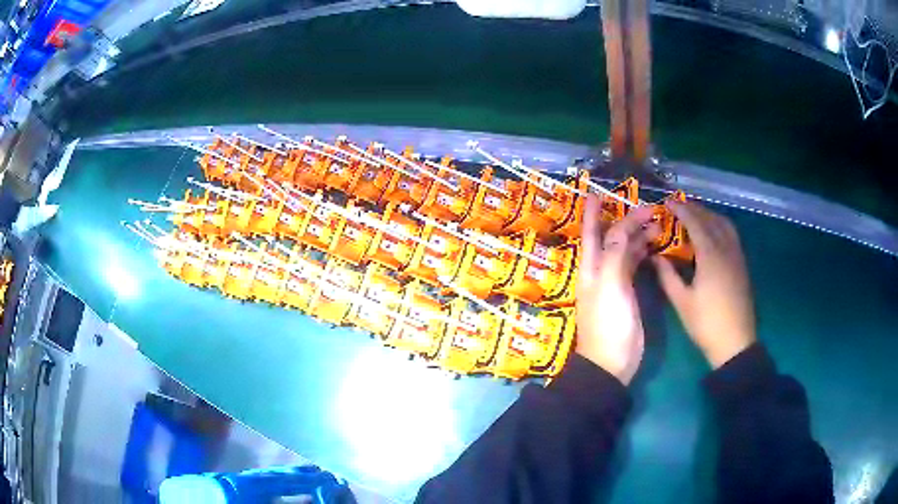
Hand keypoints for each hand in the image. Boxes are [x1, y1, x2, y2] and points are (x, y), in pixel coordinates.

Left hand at [576, 195, 659, 384]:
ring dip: (638, 237)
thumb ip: (615, 255)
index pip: (591, 234)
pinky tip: (654, 248)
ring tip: (658, 225)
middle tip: (649, 209)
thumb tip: (619, 227)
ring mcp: (614, 283)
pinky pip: (634, 267)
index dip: (593, 213)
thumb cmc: (609, 324)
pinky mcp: (627, 295)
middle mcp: (600, 271)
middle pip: (612, 239)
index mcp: (591, 268)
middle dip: (627, 222)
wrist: (612, 362)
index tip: (598, 192)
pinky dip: (642, 254)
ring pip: (625, 251)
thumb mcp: (610, 286)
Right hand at [652, 201, 755, 368]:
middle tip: (679, 207)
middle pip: (711, 219)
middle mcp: (726, 249)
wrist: (735, 342)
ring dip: (710, 215)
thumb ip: (667, 276)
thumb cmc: (706, 323)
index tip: (667, 202)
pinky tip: (713, 234)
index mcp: (710, 256)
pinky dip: (720, 225)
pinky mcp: (742, 265)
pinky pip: (731, 235)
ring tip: (696, 215)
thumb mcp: (682, 302)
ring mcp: (737, 256)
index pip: (695, 223)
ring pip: (725, 225)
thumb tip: (654, 256)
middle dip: (695, 209)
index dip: (681, 210)